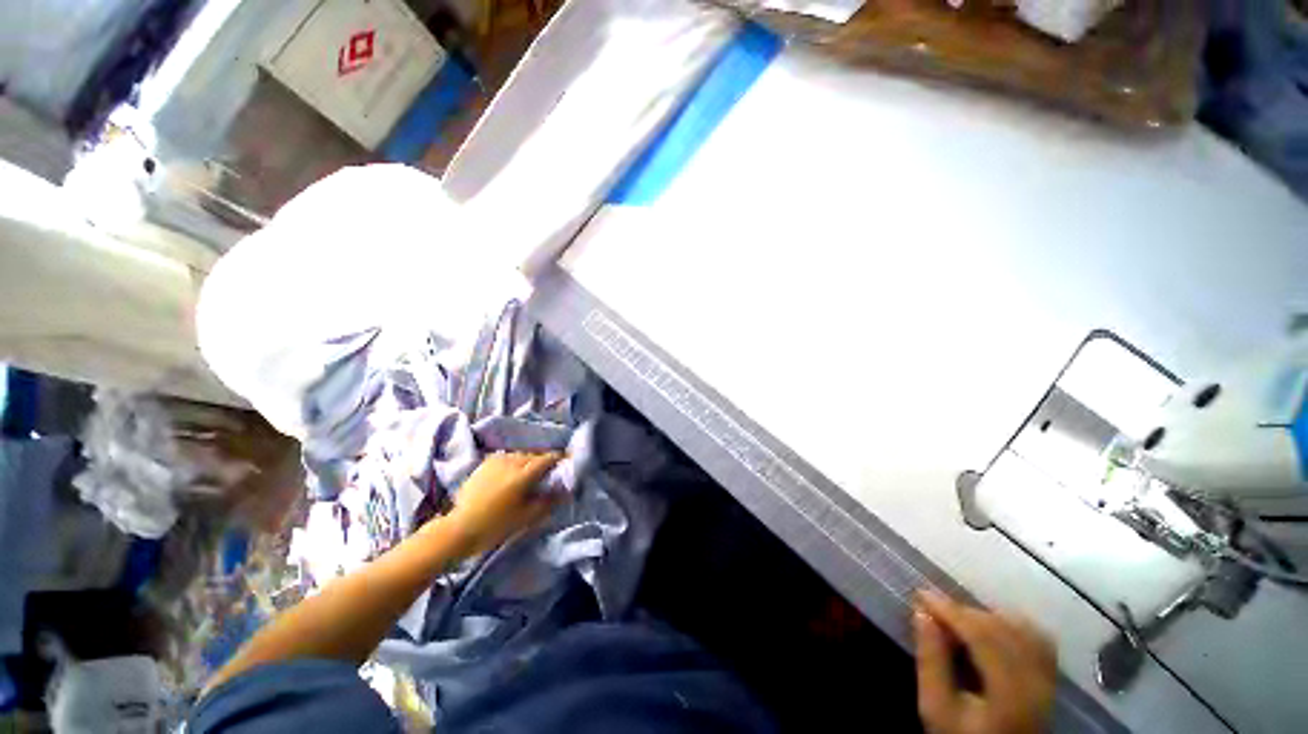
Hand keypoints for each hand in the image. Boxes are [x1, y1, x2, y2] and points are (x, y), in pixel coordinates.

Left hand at [439, 452, 561, 556]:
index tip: (567, 460)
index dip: (559, 458)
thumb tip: (565, 490)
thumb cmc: (496, 525)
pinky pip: (507, 457)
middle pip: (534, 455)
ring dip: (529, 461)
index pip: (547, 459)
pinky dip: (514, 462)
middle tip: (548, 471)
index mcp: (523, 475)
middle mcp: (511, 462)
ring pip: (520, 455)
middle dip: (543, 461)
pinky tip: (512, 473)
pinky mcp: (485, 463)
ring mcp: (497, 461)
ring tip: (530, 473)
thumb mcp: (526, 517)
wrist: (460, 528)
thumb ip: (548, 501)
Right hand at [913, 589, 1056, 733]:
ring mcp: (1049, 681)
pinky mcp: (1050, 680)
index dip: (951, 611)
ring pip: (1023, 630)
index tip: (921, 595)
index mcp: (1010, 693)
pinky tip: (990, 627)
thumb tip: (922, 614)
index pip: (983, 637)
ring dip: (988, 616)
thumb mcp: (936, 708)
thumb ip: (931, 662)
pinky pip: (1038, 640)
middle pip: (1004, 630)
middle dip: (965, 611)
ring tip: (959, 618)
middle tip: (934, 606)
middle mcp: (1037, 682)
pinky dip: (1011, 625)